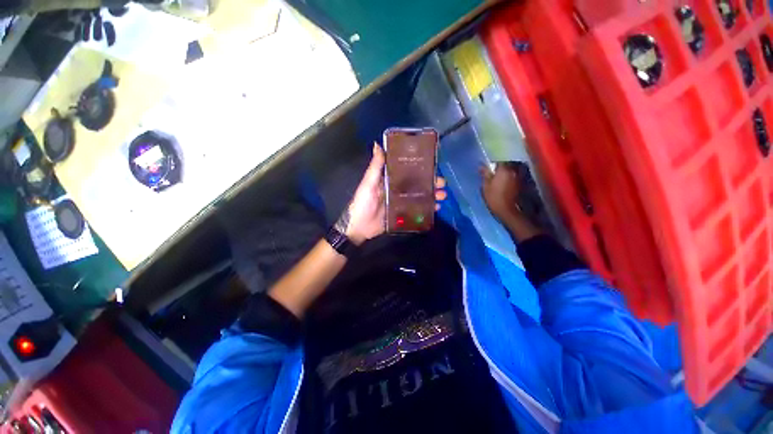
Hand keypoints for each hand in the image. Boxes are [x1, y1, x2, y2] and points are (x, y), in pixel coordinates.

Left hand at [336, 144, 448, 244]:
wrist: (359, 227)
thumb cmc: (362, 204)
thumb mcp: (368, 184)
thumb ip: (375, 167)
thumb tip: (378, 144)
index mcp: (389, 180)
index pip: (407, 171)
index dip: (420, 168)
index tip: (433, 166)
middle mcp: (397, 189)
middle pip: (416, 184)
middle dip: (430, 183)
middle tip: (443, 184)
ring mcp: (400, 202)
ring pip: (419, 196)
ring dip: (431, 195)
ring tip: (443, 196)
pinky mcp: (402, 214)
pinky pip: (416, 210)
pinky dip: (426, 209)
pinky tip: (436, 208)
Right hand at [480, 163, 520, 221]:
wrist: (509, 211)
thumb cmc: (495, 198)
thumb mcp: (485, 186)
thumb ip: (485, 174)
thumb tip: (482, 166)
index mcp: (504, 169)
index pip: (499, 160)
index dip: (494, 162)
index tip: (489, 166)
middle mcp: (514, 170)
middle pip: (507, 164)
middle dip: (501, 166)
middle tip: (494, 171)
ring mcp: (520, 176)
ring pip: (512, 170)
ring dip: (507, 172)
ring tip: (500, 177)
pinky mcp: (523, 183)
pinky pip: (515, 176)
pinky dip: (511, 177)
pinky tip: (506, 183)